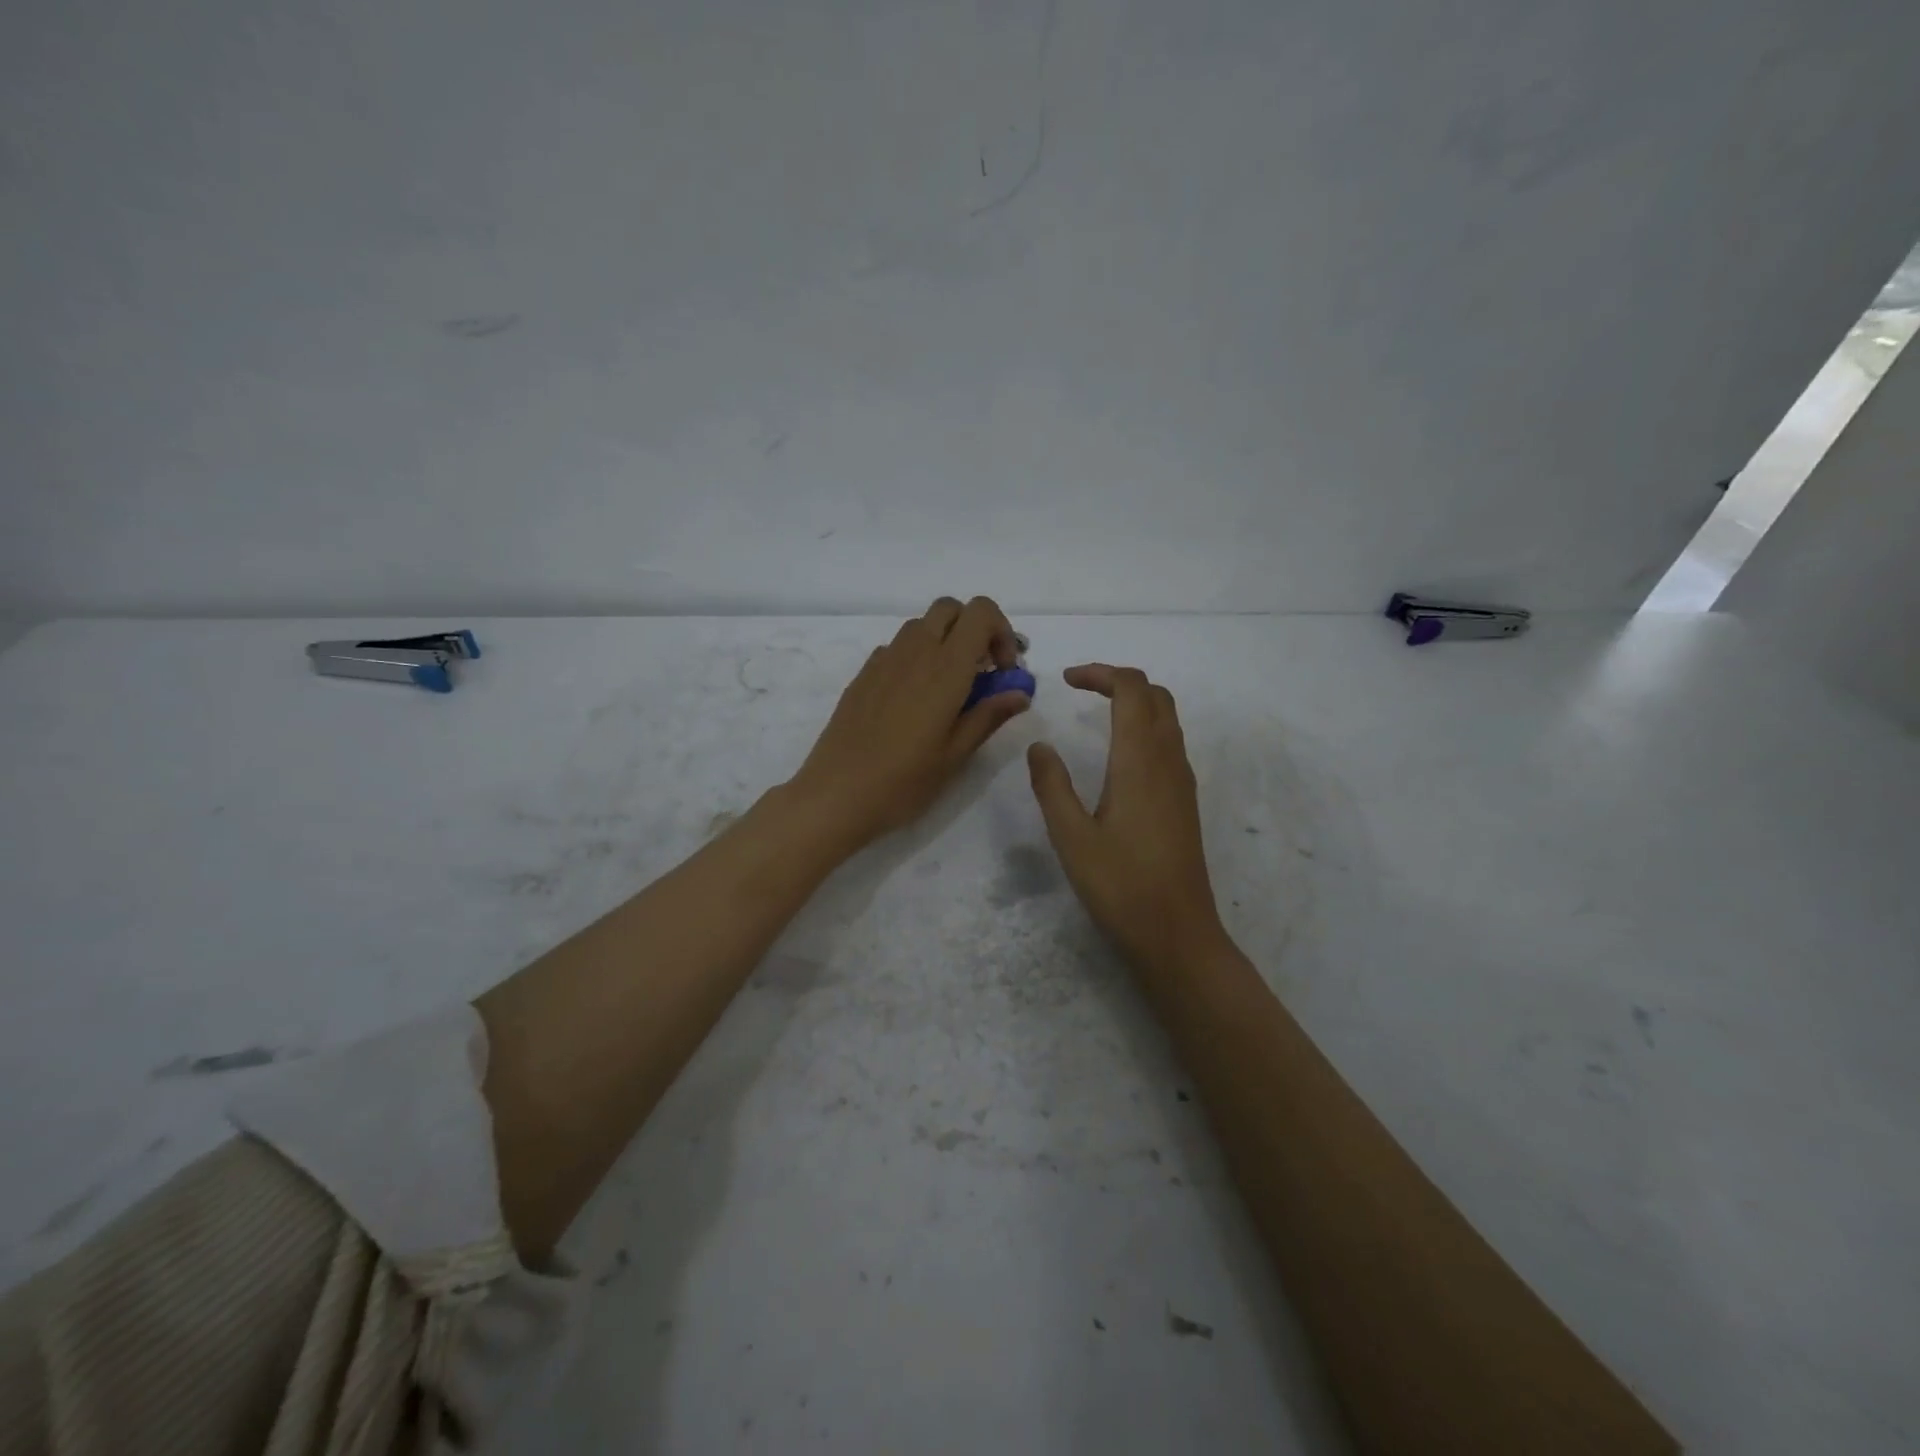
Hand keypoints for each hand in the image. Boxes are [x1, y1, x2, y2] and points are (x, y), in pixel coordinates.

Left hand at [787, 597, 1030, 850]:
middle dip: (974, 629)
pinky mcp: (863, 674)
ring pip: (922, 625)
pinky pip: (897, 647)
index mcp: (945, 668)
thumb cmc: (904, 781)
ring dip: (944, 641)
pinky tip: (914, 699)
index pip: (981, 612)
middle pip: (951, 608)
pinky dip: (916, 657)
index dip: (1001, 632)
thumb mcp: (956, 754)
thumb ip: (989, 715)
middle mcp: (915, 652)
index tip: (1003, 671)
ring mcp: (884, 660)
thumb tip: (1020, 693)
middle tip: (981, 672)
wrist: (836, 794)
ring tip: (949, 688)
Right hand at [1027, 665, 1226, 973]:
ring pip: (1167, 718)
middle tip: (1081, 689)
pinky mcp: (1185, 801)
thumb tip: (1039, 745)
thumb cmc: (1120, 885)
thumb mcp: (1071, 837)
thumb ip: (1052, 786)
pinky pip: (1170, 743)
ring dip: (1136, 702)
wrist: (1177, 933)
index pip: (1132, 690)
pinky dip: (1145, 727)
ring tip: (1097, 711)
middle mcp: (1168, 761)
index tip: (1066, 680)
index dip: (1100, 673)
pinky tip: (1119, 753)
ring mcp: (1182, 781)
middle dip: (1119, 680)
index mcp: (1140, 761)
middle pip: (1155, 695)